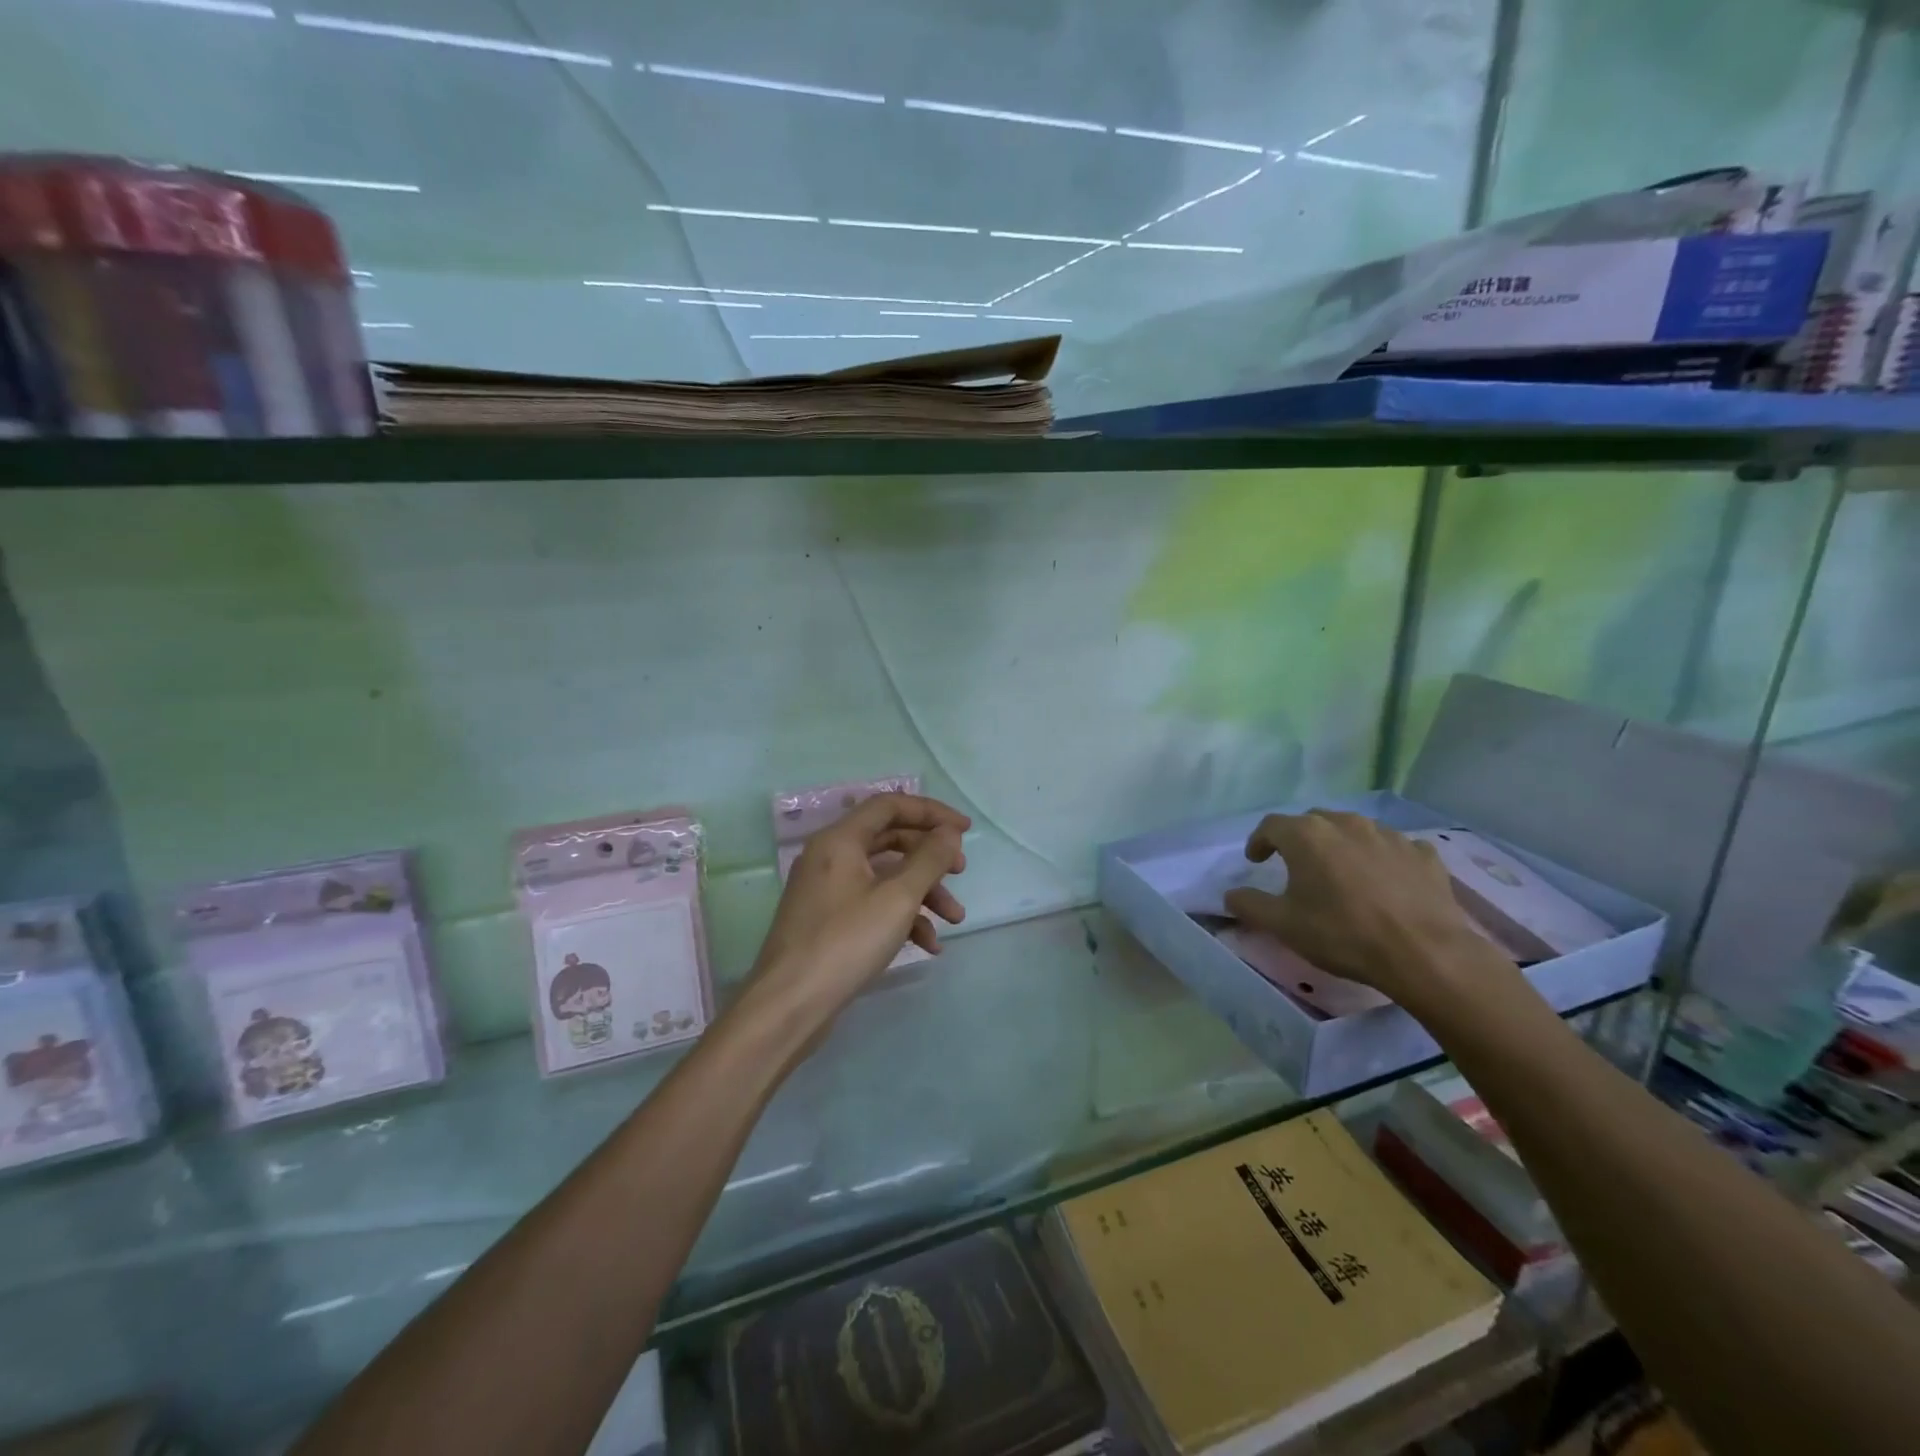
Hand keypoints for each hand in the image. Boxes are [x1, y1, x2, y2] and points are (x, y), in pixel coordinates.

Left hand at [753, 793, 969, 1012]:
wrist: (789, 1006)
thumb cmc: (845, 942)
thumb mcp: (897, 898)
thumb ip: (929, 860)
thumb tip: (949, 833)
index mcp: (840, 840)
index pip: (890, 805)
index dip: (931, 812)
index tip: (965, 830)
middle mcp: (830, 857)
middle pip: (890, 840)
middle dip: (930, 857)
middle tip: (961, 872)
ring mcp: (827, 890)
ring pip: (885, 877)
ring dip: (923, 893)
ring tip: (954, 919)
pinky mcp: (829, 921)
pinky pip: (872, 905)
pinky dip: (902, 917)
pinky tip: (928, 945)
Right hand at [1223, 810, 1521, 1014]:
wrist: (1425, 954)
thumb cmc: (1342, 934)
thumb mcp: (1283, 925)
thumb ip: (1250, 905)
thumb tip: (1230, 894)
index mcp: (1307, 835)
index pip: (1271, 826)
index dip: (1259, 841)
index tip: (1256, 860)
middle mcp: (1346, 824)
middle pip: (1313, 822)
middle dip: (1300, 839)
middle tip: (1296, 866)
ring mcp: (1388, 835)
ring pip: (1354, 830)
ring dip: (1341, 846)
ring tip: (1341, 873)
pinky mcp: (1423, 854)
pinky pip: (1394, 847)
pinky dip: (1382, 858)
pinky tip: (1385, 880)